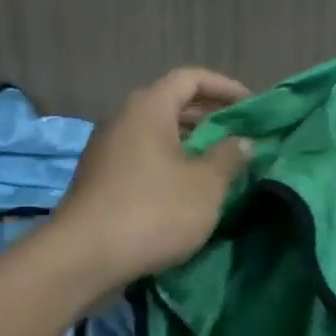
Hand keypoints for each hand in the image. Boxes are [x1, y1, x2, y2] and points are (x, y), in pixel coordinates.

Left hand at [53, 66, 254, 289]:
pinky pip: (142, 159)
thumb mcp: (205, 185)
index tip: (252, 106)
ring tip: (219, 164)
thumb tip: (242, 141)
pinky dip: (168, 164)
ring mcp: (106, 151)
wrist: (84, 257)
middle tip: (239, 135)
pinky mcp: (100, 181)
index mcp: (148, 108)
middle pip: (171, 104)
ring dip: (189, 144)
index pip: (191, 78)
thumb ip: (228, 157)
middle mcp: (123, 120)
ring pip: (156, 135)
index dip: (225, 87)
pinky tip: (186, 190)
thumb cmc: (153, 211)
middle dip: (209, 117)